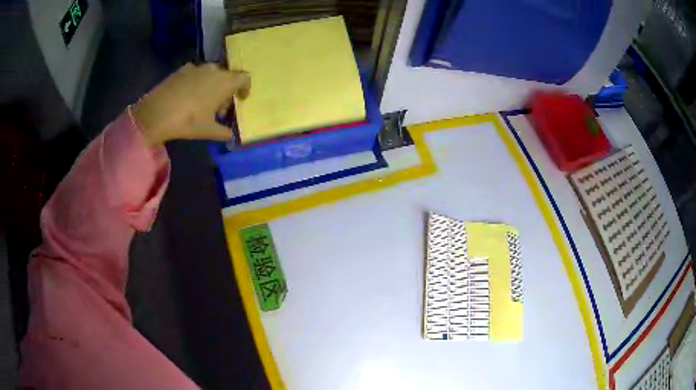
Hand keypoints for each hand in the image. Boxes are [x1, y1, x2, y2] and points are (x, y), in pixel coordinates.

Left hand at [132, 63, 249, 146]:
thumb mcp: (208, 131)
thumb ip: (224, 132)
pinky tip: (188, 96)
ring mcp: (197, 67)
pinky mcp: (182, 69)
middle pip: (227, 77)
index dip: (245, 88)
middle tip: (219, 108)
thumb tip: (231, 136)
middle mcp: (214, 70)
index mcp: (225, 82)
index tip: (240, 99)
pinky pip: (196, 74)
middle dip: (226, 91)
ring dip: (212, 86)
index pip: (244, 78)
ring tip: (202, 102)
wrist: (156, 113)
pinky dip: (197, 82)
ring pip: (211, 74)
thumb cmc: (188, 121)